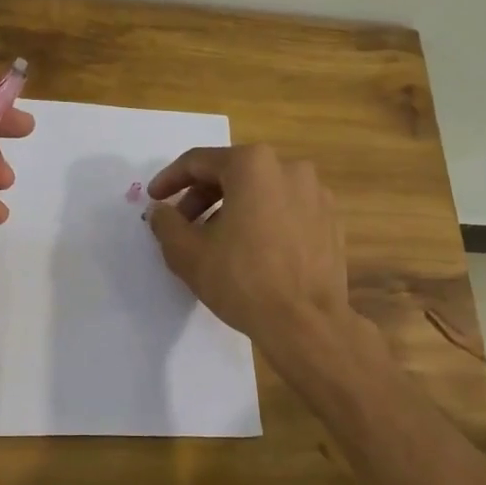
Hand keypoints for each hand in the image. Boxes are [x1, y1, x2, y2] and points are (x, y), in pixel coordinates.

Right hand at [146, 144, 350, 353]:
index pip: (198, 162)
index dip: (170, 180)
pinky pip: (286, 210)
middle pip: (233, 173)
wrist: (305, 323)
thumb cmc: (241, 280)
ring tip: (216, 241)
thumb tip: (160, 210)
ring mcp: (316, 194)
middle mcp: (289, 168)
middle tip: (182, 224)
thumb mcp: (186, 252)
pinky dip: (263, 221)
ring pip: (261, 191)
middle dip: (202, 196)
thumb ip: (166, 223)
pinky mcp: (330, 221)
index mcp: (252, 165)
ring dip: (232, 208)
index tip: (154, 199)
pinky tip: (251, 251)